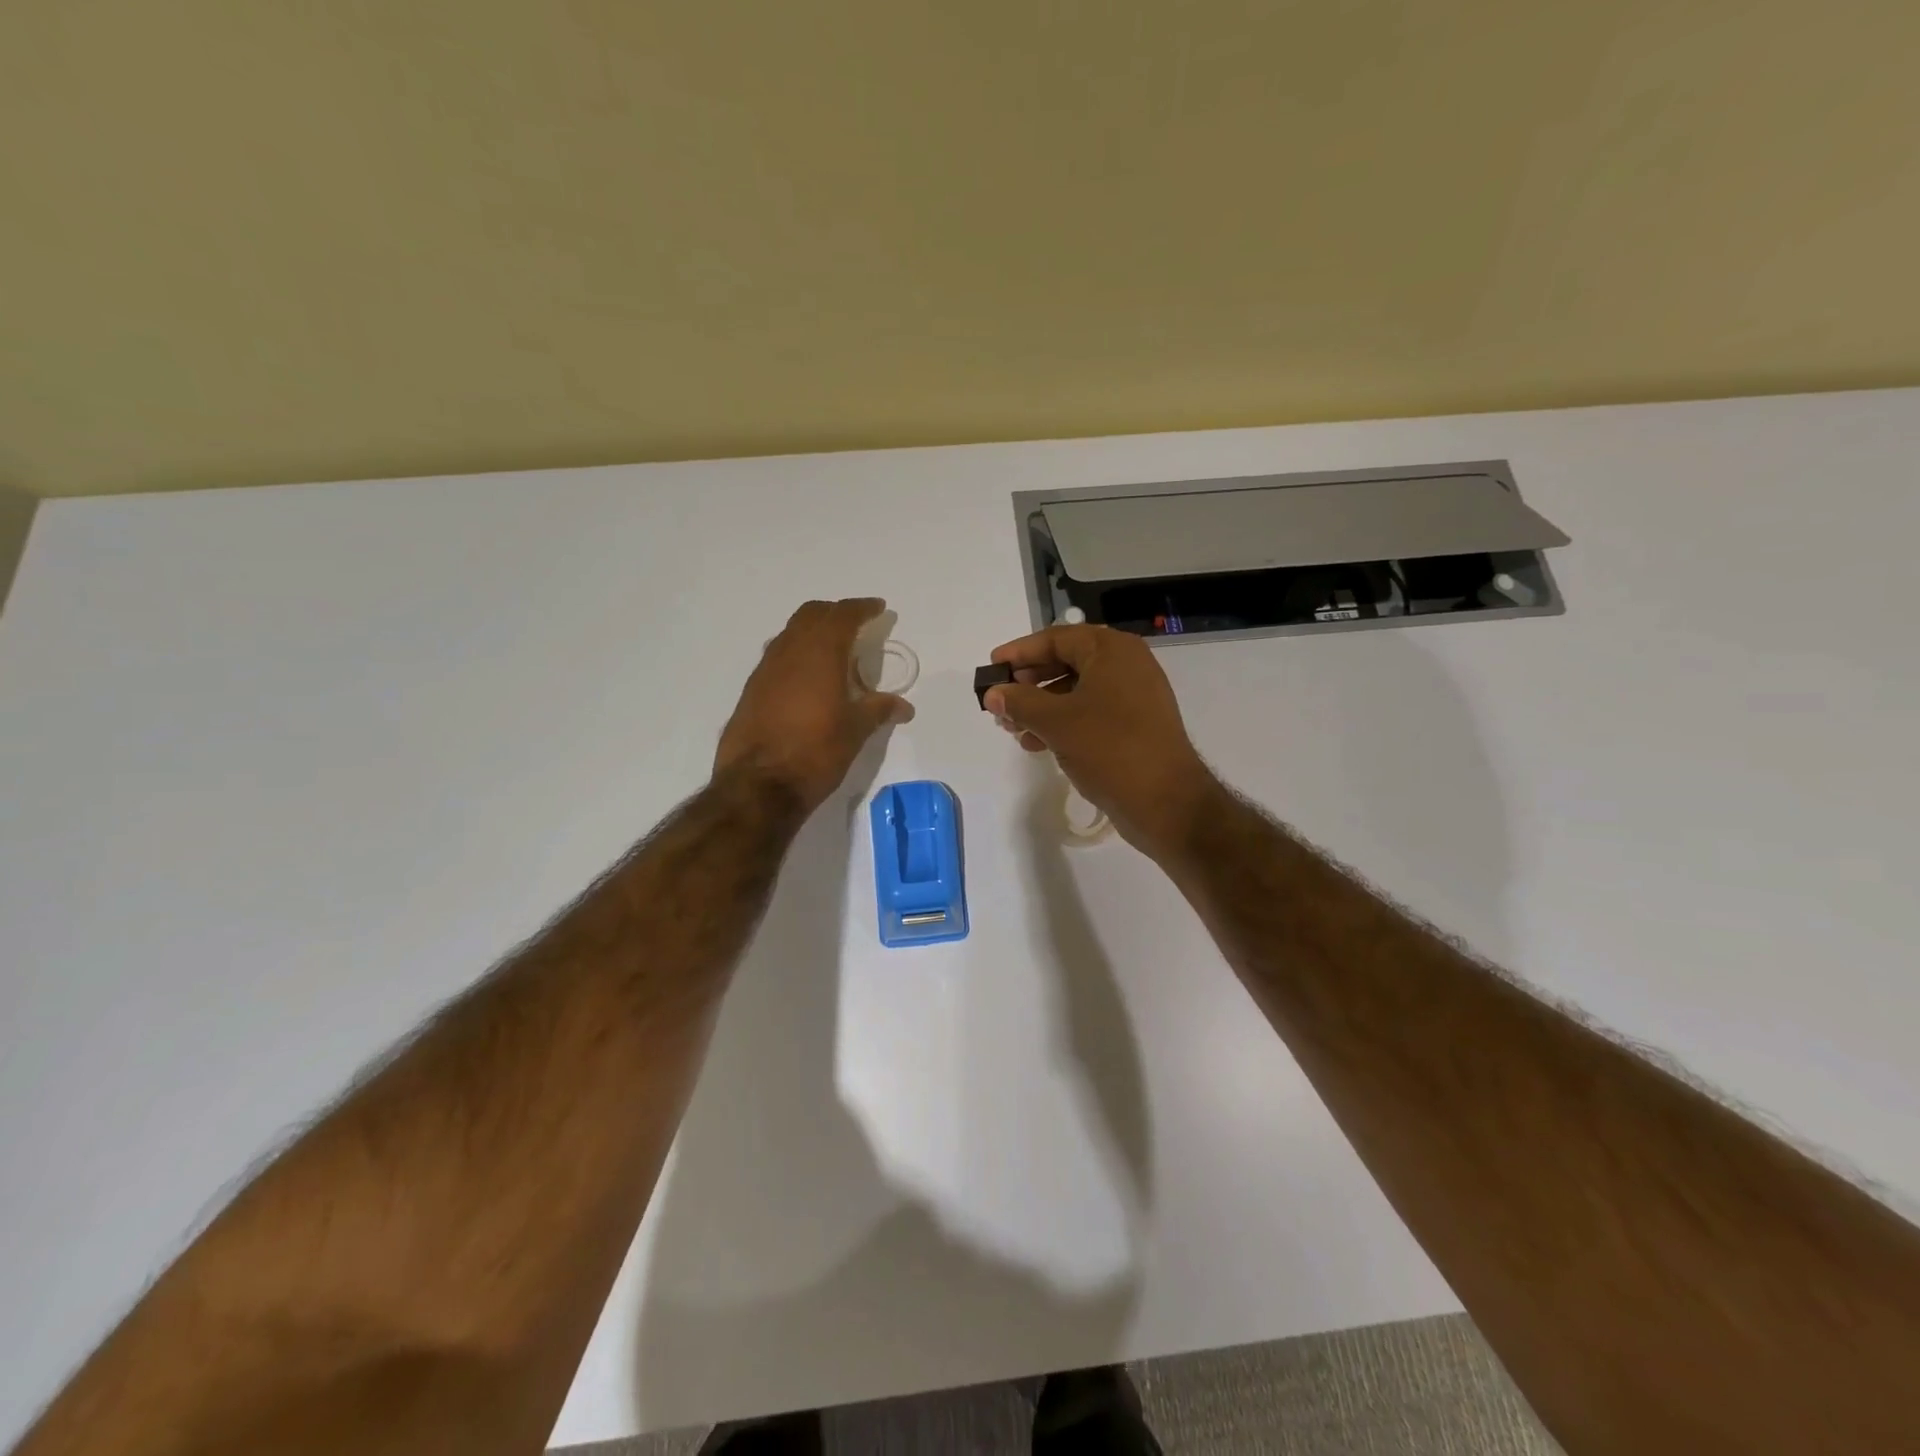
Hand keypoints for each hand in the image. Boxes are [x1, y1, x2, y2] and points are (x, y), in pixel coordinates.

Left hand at [715, 599, 913, 812]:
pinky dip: (796, 653)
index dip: (862, 608)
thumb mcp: (855, 731)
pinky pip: (778, 655)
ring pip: (790, 633)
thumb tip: (904, 706)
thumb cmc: (816, 752)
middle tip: (856, 624)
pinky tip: (807, 678)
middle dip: (835, 613)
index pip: (843, 615)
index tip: (878, 608)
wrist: (758, 785)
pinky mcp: (752, 689)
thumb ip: (879, 710)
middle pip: (812, 614)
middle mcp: (790, 651)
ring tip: (833, 650)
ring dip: (812, 631)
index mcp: (820, 653)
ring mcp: (766, 669)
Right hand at [983, 624, 1218, 856]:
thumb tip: (993, 693)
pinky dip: (1063, 722)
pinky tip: (1038, 744)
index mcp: (1112, 651)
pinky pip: (1090, 712)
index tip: (992, 667)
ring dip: (1041, 707)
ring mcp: (1134, 696)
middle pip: (1066, 662)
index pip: (1056, 638)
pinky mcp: (1135, 725)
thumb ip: (1019, 702)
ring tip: (1013, 729)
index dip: (1020, 652)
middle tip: (1000, 700)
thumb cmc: (1109, 749)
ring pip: (1076, 691)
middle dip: (1029, 683)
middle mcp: (1126, 665)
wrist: (1166, 802)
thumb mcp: (1056, 722)